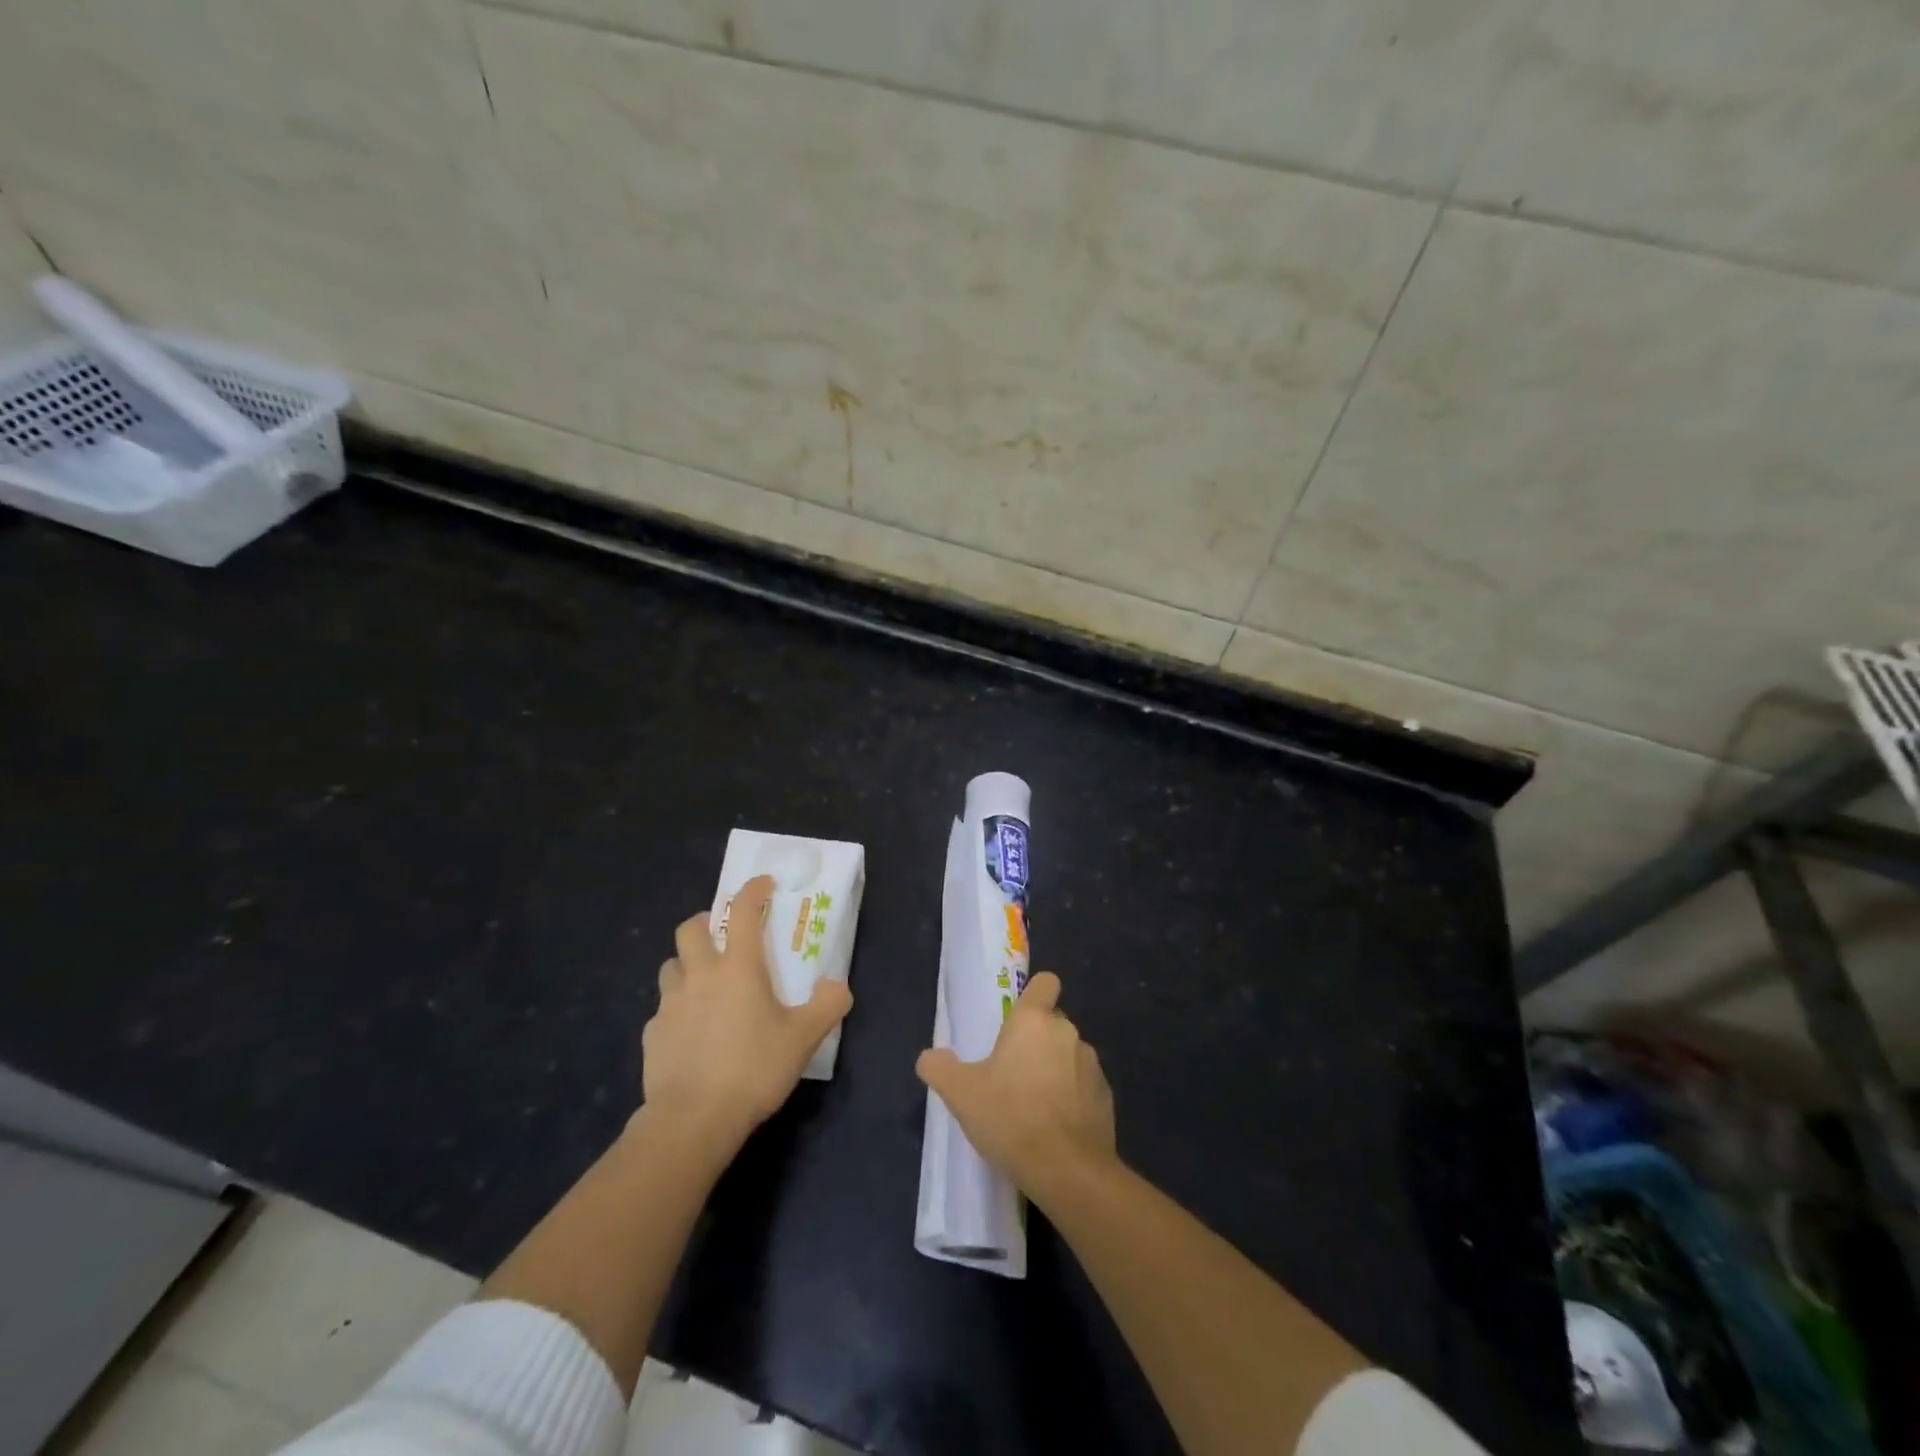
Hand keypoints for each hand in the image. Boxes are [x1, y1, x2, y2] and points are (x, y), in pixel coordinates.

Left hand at [641, 875, 852, 1145]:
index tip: (763, 884)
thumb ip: (827, 1006)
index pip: (743, 912)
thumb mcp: (803, 1038)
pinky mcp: (653, 1035)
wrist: (693, 1119)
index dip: (753, 891)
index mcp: (738, 967)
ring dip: (686, 965)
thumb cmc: (753, 1068)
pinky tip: (691, 1033)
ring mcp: (670, 1004)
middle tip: (721, 934)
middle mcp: (700, 976)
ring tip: (704, 984)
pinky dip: (677, 1010)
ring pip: (671, 966)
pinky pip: (663, 1010)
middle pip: (691, 930)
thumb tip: (838, 985)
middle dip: (706, 922)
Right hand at [916, 971, 1116, 1204]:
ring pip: (1069, 1055)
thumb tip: (929, 1057)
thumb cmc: (1011, 1117)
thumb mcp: (961, 1094)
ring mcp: (1092, 1064)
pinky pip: (1084, 1087)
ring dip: (1055, 1070)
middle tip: (1011, 1072)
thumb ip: (940, 1068)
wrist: (1067, 1170)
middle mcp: (1067, 1032)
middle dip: (1036, 1041)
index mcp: (1034, 1020)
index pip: (1045, 982)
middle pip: (1053, 1023)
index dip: (1034, 994)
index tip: (1018, 1017)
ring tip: (1033, 1105)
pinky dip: (1072, 1098)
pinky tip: (1055, 1128)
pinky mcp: (1106, 1097)